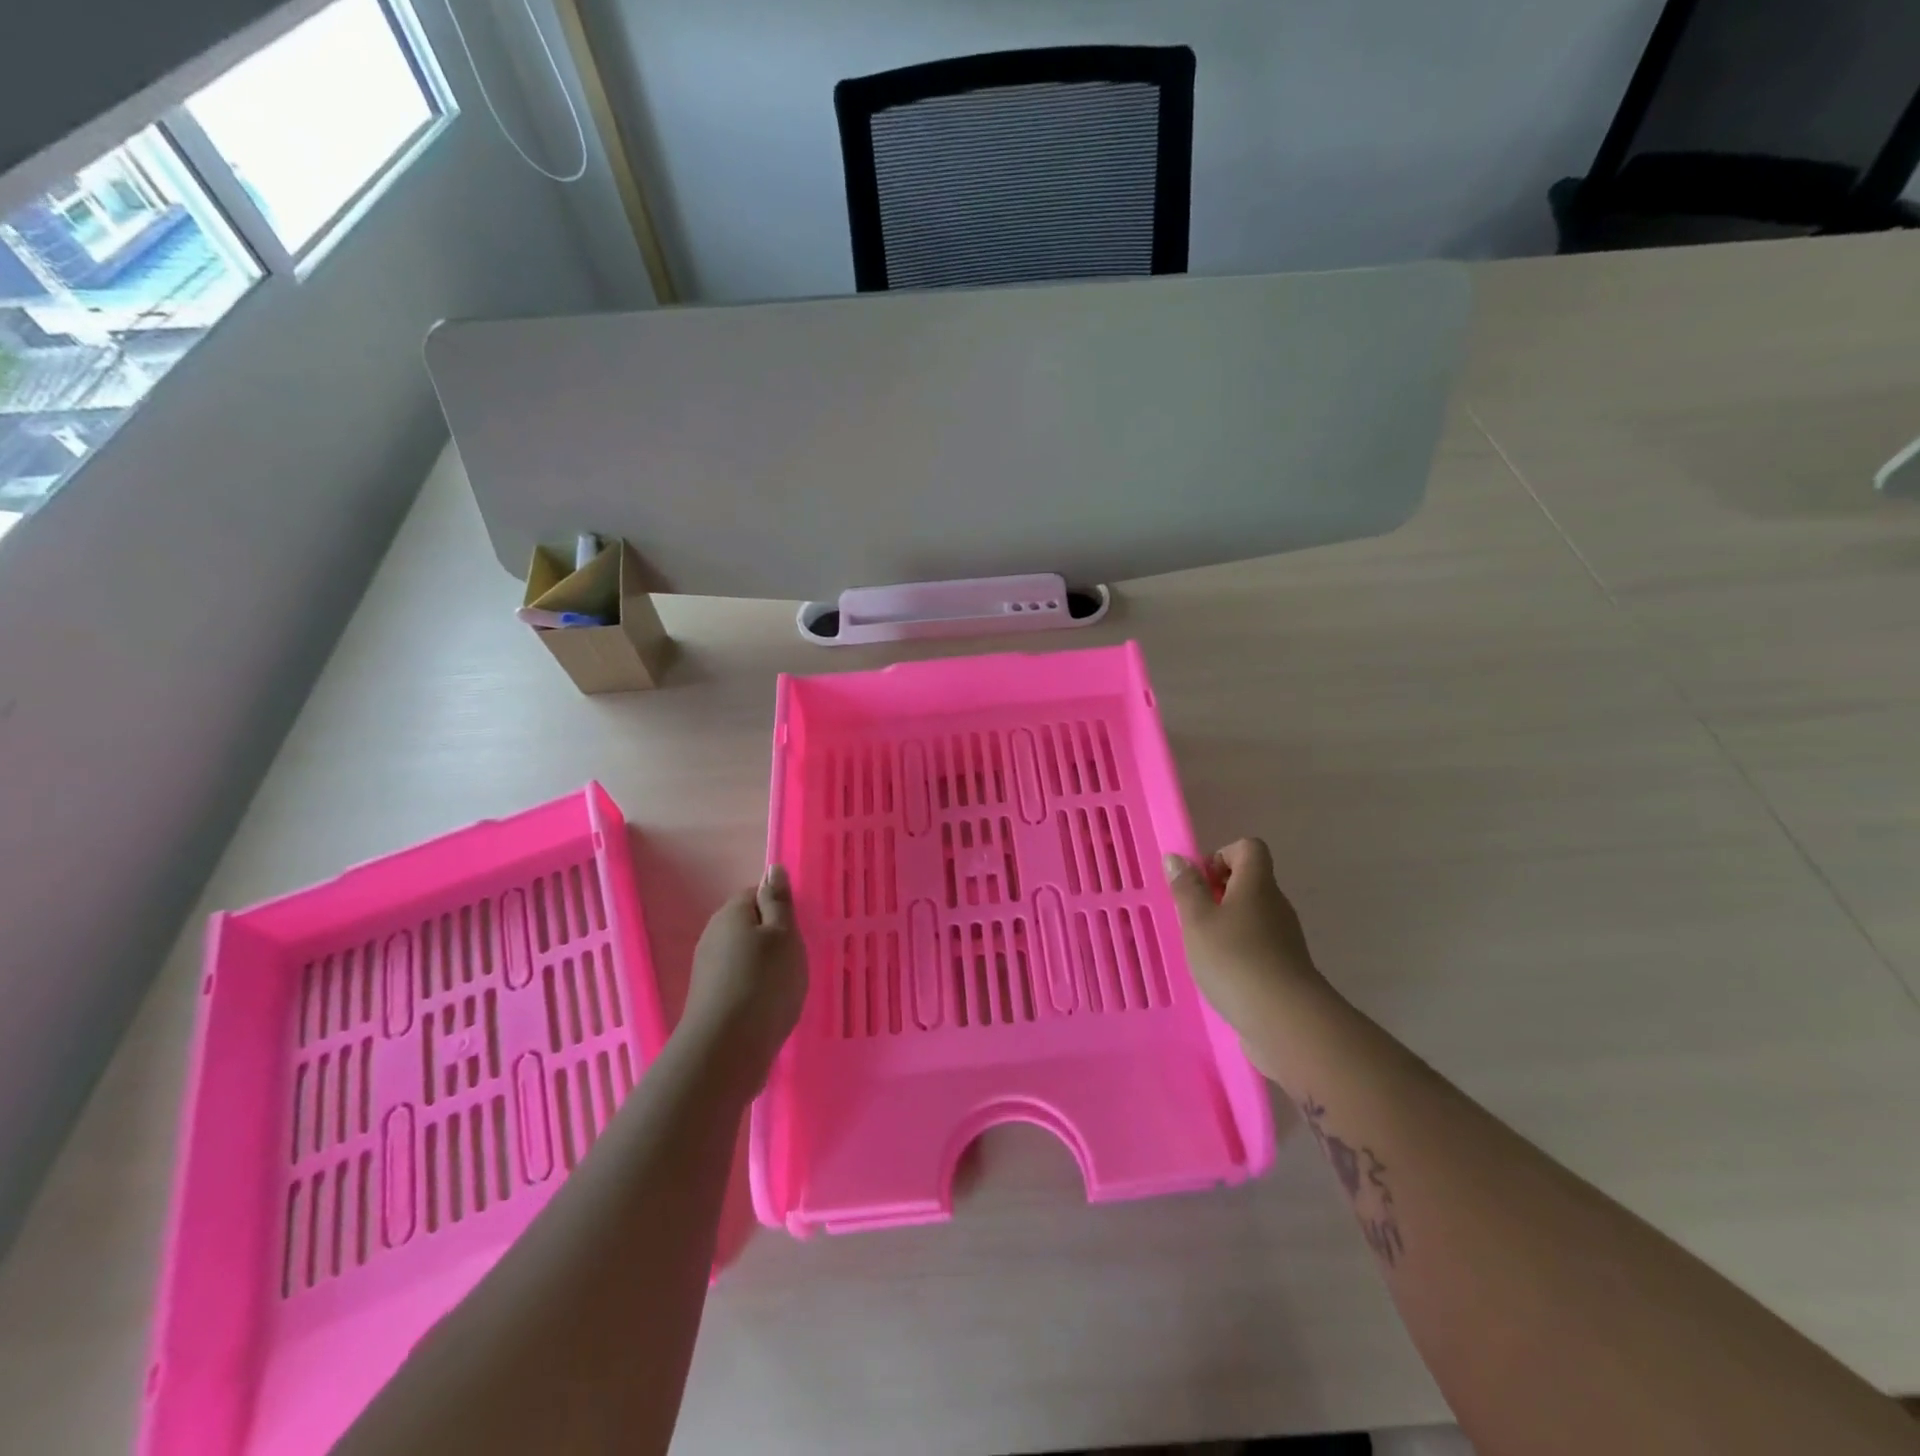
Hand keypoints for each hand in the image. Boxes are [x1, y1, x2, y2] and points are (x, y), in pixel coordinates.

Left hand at [679, 866, 808, 1090]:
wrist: (727, 1049)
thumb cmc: (764, 982)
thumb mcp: (784, 935)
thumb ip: (778, 901)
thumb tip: (772, 868)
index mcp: (731, 912)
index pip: (756, 894)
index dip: (780, 908)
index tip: (798, 928)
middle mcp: (713, 935)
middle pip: (749, 925)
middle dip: (773, 938)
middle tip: (797, 957)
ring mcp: (708, 968)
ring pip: (744, 955)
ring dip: (765, 965)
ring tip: (787, 985)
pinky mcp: (709, 999)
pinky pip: (738, 981)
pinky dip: (755, 989)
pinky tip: (769, 1006)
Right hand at [1164, 839, 1330, 1045]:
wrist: (1286, 1021)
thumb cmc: (1234, 960)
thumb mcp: (1197, 921)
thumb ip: (1186, 888)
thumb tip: (1178, 858)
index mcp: (1257, 884)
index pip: (1249, 848)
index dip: (1221, 855)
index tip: (1200, 882)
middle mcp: (1276, 905)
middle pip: (1250, 881)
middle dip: (1217, 893)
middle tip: (1193, 917)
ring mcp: (1285, 938)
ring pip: (1253, 915)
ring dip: (1226, 924)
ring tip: (1202, 949)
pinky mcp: (1285, 968)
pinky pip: (1258, 945)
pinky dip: (1238, 951)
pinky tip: (1221, 975)